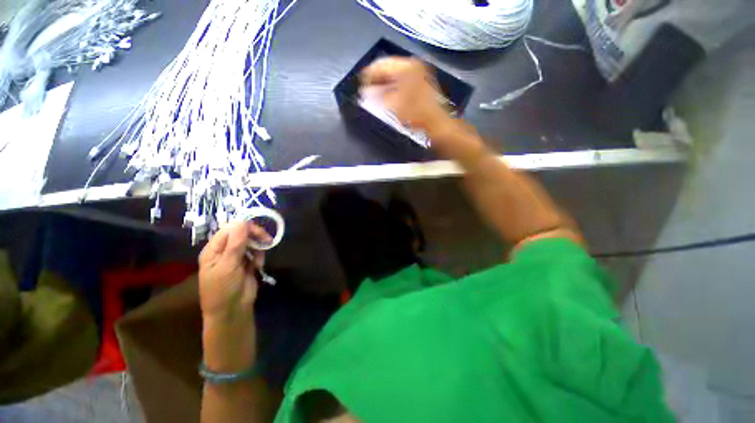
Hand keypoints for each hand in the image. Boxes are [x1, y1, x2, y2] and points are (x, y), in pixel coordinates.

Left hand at [198, 222, 270, 321]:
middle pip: (241, 234)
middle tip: (266, 241)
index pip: (229, 230)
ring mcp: (237, 257)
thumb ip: (236, 244)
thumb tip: (242, 222)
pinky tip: (258, 266)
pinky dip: (260, 257)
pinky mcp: (247, 263)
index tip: (259, 232)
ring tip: (258, 261)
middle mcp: (225, 251)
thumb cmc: (223, 289)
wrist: (232, 310)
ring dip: (258, 248)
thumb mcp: (228, 265)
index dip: (244, 227)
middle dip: (255, 236)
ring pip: (251, 243)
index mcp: (214, 249)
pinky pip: (256, 253)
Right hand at [361, 57, 451, 132]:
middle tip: (365, 88)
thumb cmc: (415, 112)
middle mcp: (413, 66)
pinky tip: (386, 95)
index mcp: (406, 66)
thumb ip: (377, 96)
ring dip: (383, 83)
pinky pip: (401, 80)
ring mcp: (418, 74)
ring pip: (395, 74)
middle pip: (388, 68)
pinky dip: (392, 87)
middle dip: (376, 78)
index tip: (359, 82)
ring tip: (373, 93)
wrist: (435, 121)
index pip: (381, 64)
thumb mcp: (393, 104)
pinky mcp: (420, 83)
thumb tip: (365, 93)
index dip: (369, 73)